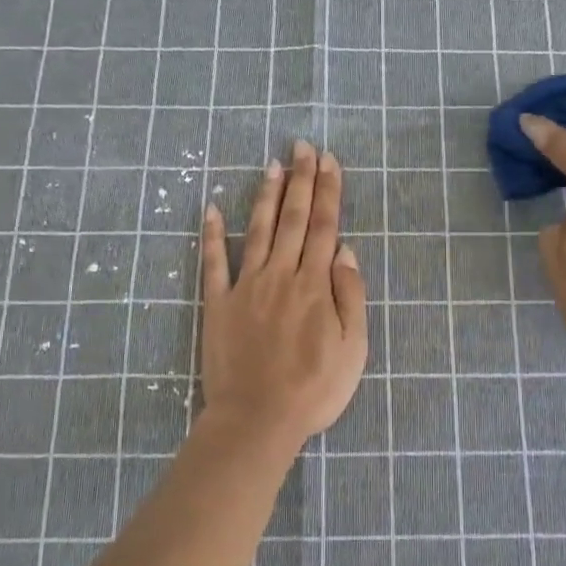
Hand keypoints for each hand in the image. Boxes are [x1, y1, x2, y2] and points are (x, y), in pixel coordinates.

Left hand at [198, 141, 367, 451]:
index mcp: (315, 285)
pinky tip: (212, 208)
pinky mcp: (217, 304)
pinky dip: (212, 235)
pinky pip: (213, 263)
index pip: (324, 227)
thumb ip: (350, 296)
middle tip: (303, 146)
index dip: (328, 191)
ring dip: (266, 196)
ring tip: (272, 165)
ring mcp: (245, 287)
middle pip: (293, 219)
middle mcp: (280, 275)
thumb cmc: (314, 389)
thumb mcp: (353, 348)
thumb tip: (345, 252)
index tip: (330, 161)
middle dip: (301, 180)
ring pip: (258, 230)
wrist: (257, 419)